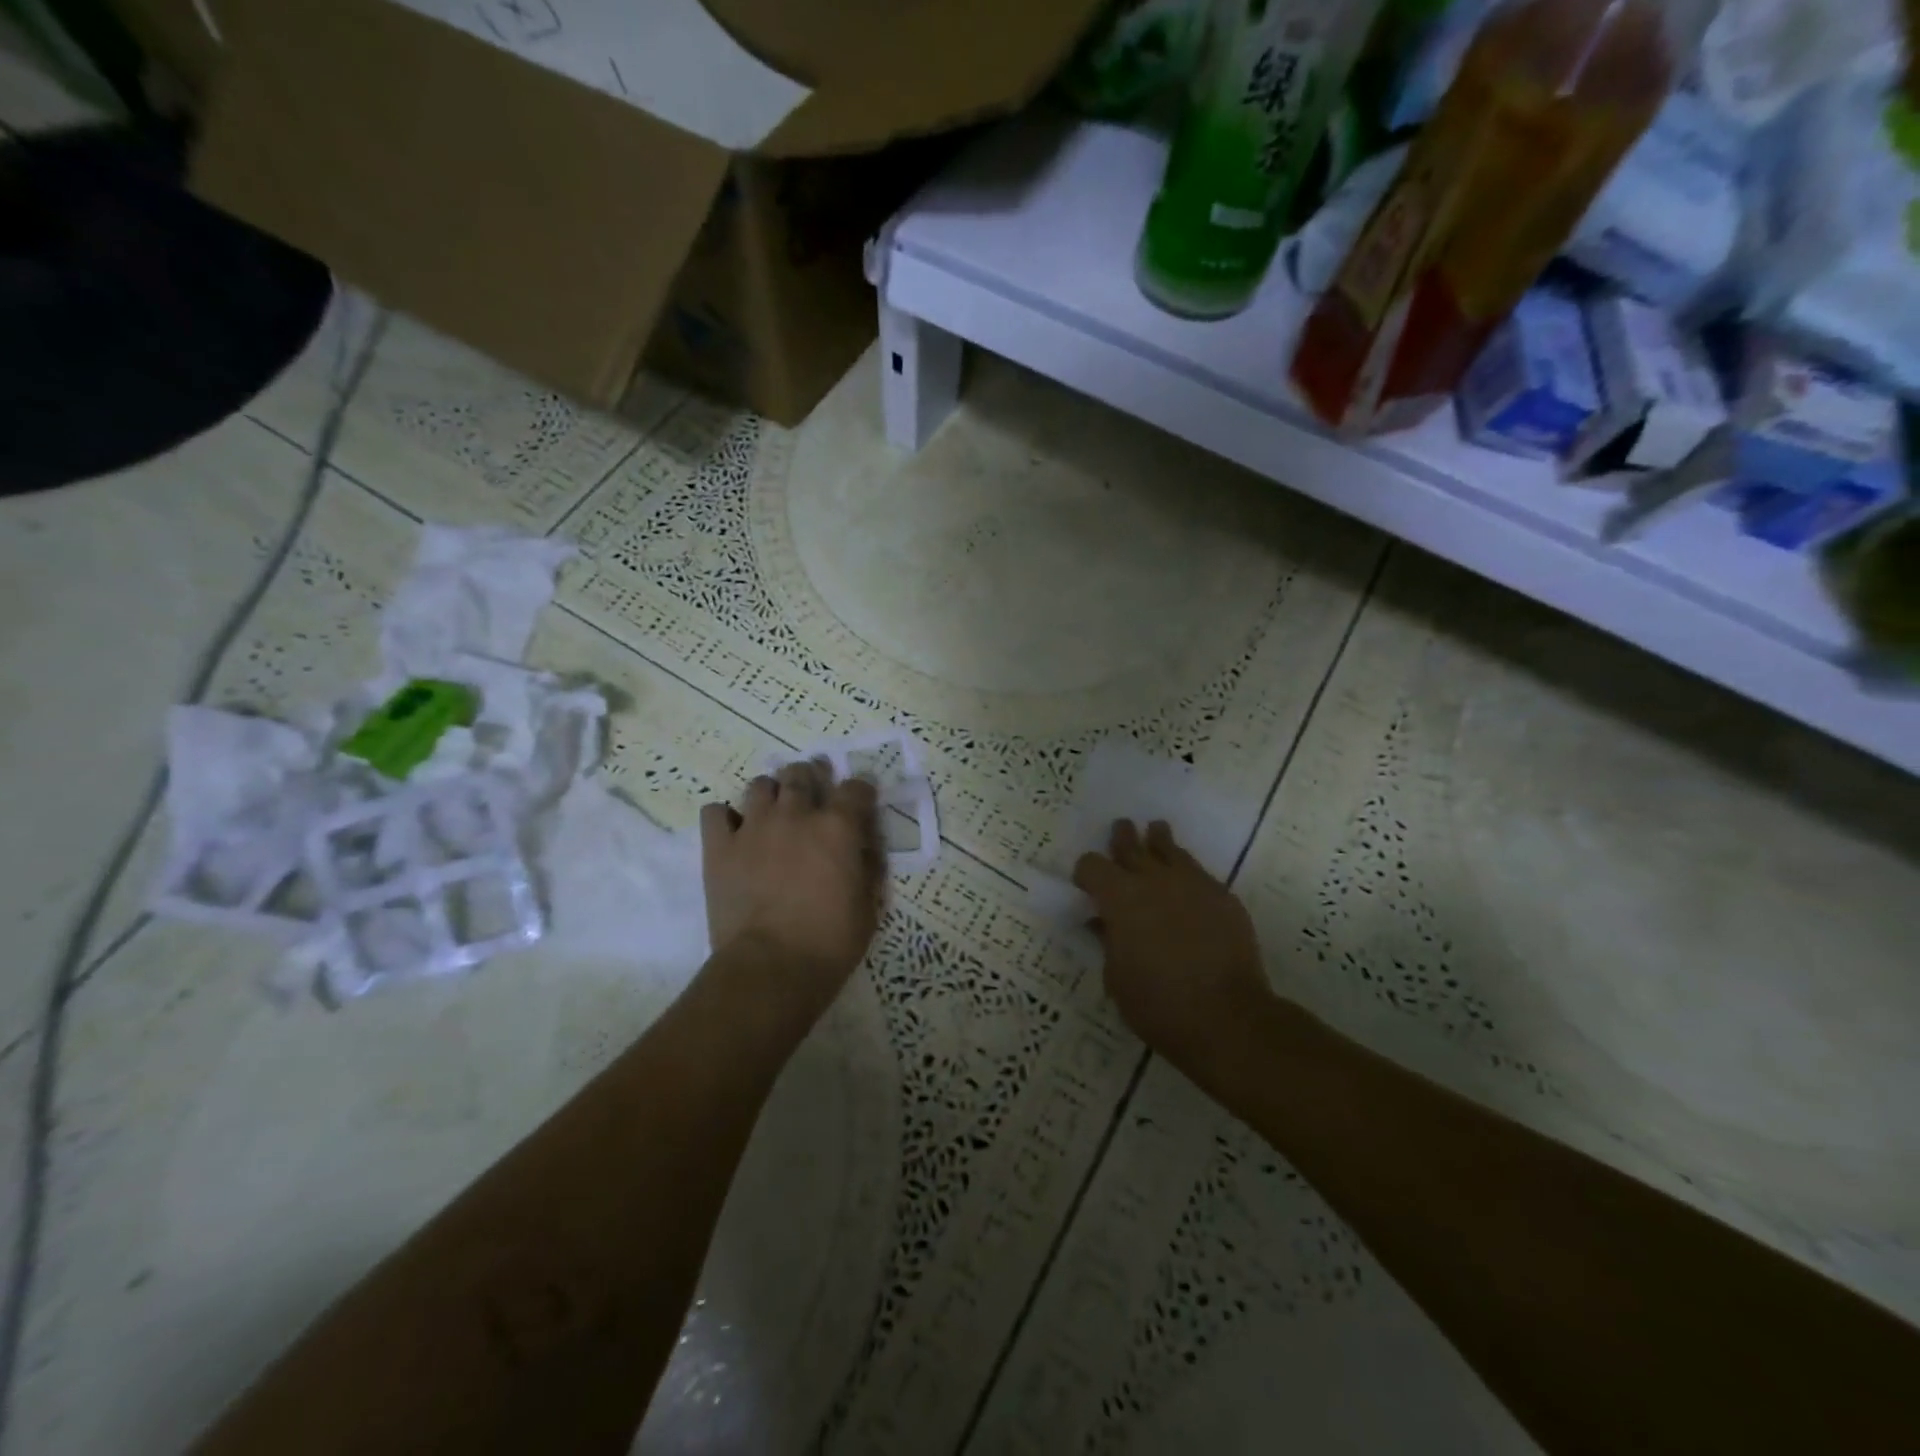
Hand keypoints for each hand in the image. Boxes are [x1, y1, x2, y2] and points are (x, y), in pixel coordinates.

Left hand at [700, 760, 885, 1021]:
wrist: (771, 967)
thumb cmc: (830, 941)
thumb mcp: (868, 906)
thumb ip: (868, 867)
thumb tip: (865, 847)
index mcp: (838, 827)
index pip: (855, 787)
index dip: (860, 791)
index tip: (860, 801)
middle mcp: (795, 815)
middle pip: (801, 774)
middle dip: (810, 779)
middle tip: (811, 796)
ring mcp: (753, 828)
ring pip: (759, 785)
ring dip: (770, 794)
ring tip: (773, 812)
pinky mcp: (719, 847)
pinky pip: (714, 812)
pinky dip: (724, 817)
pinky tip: (733, 832)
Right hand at [1074, 820, 1274, 1082]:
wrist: (1226, 1017)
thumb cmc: (1158, 1003)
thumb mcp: (1116, 977)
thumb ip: (1108, 941)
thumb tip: (1103, 923)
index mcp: (1119, 897)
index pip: (1092, 865)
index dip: (1086, 872)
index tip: (1086, 884)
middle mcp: (1154, 879)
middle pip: (1131, 845)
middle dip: (1122, 838)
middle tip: (1121, 828)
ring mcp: (1193, 883)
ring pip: (1170, 850)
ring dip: (1158, 841)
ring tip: (1156, 830)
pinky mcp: (1223, 896)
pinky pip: (1199, 873)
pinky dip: (1187, 873)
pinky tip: (1187, 883)